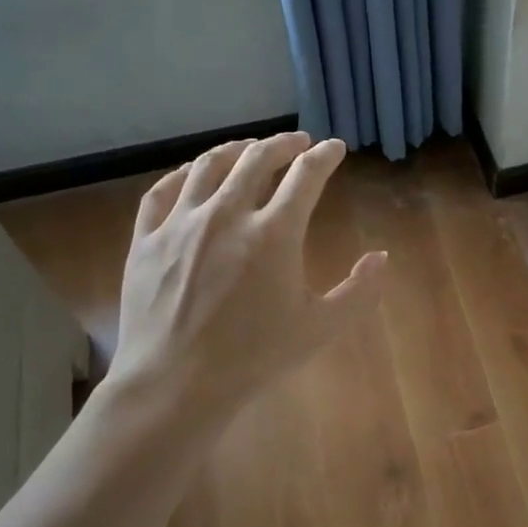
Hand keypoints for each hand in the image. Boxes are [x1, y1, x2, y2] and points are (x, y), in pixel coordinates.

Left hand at [102, 132, 385, 420]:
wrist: (175, 384)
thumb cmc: (254, 358)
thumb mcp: (320, 328)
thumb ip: (359, 291)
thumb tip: (381, 257)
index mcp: (274, 233)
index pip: (306, 175)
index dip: (325, 156)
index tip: (334, 149)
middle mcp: (227, 214)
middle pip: (257, 158)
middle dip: (283, 143)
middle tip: (297, 142)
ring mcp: (181, 223)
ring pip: (209, 166)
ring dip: (236, 149)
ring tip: (249, 148)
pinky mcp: (147, 239)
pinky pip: (164, 190)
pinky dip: (185, 174)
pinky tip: (194, 174)